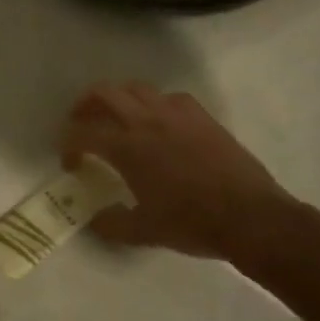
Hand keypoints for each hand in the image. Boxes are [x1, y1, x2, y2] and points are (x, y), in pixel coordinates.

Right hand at [63, 81, 292, 259]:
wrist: (251, 217)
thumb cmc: (192, 224)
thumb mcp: (143, 232)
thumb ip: (111, 224)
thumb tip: (95, 220)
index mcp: (127, 148)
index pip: (82, 133)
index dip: (68, 145)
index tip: (71, 163)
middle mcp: (147, 121)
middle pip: (104, 93)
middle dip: (85, 105)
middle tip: (81, 123)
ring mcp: (177, 114)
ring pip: (137, 88)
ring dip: (119, 99)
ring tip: (117, 119)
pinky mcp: (202, 117)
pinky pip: (170, 97)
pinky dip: (155, 103)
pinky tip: (159, 122)